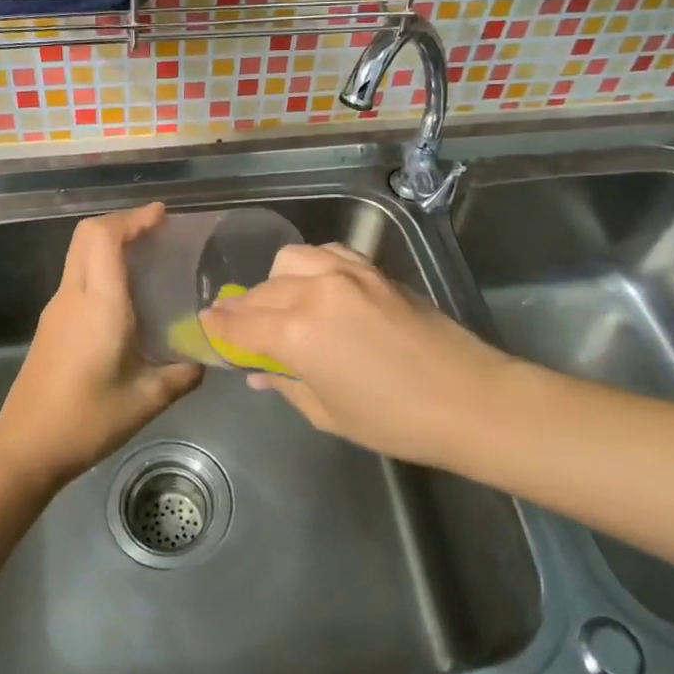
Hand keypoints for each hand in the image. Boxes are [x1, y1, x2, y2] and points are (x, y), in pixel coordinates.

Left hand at [0, 204, 203, 486]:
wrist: (26, 448)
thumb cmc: (87, 420)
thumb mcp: (146, 400)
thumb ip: (181, 375)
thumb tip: (204, 361)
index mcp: (98, 303)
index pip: (105, 238)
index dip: (132, 218)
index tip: (162, 216)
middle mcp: (73, 296)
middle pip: (86, 235)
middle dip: (120, 223)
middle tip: (156, 231)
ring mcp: (56, 309)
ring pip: (79, 255)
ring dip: (109, 245)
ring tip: (146, 258)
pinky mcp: (50, 325)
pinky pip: (76, 278)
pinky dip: (100, 268)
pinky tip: (124, 297)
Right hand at [199, 243, 519, 469]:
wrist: (468, 398)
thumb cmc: (394, 420)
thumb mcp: (329, 413)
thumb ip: (286, 385)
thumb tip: (259, 374)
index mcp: (296, 334)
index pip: (241, 324)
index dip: (219, 327)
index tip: (205, 325)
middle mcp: (314, 293)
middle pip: (262, 292)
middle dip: (244, 309)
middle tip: (241, 327)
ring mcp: (346, 274)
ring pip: (290, 262)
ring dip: (275, 281)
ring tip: (280, 303)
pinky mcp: (372, 269)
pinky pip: (326, 253)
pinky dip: (310, 265)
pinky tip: (316, 284)